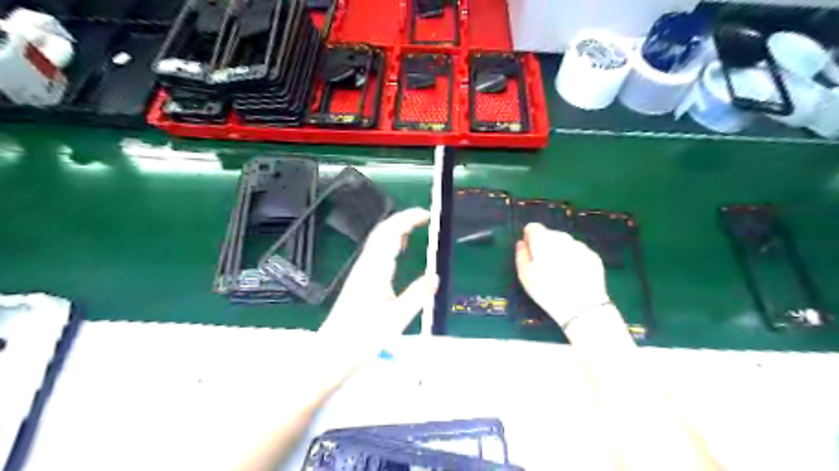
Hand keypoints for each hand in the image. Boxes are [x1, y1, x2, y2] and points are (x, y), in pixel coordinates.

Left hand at [320, 208, 439, 364]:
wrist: (334, 351)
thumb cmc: (364, 337)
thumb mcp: (397, 319)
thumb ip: (417, 296)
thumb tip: (435, 277)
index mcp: (375, 270)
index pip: (390, 234)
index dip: (407, 219)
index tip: (426, 214)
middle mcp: (366, 265)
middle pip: (382, 231)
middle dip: (402, 219)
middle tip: (424, 217)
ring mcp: (361, 271)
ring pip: (378, 240)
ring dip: (396, 229)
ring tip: (416, 227)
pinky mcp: (360, 279)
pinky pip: (376, 252)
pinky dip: (390, 242)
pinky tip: (399, 249)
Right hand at [511, 223, 609, 326]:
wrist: (582, 306)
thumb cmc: (546, 290)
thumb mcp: (525, 275)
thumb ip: (521, 255)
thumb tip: (522, 243)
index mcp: (543, 239)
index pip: (533, 227)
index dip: (529, 238)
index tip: (530, 252)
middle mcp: (562, 237)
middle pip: (550, 235)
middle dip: (545, 245)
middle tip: (544, 266)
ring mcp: (580, 246)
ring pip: (565, 244)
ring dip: (560, 252)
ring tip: (560, 273)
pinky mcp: (593, 256)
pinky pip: (579, 253)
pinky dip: (575, 260)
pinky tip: (574, 277)